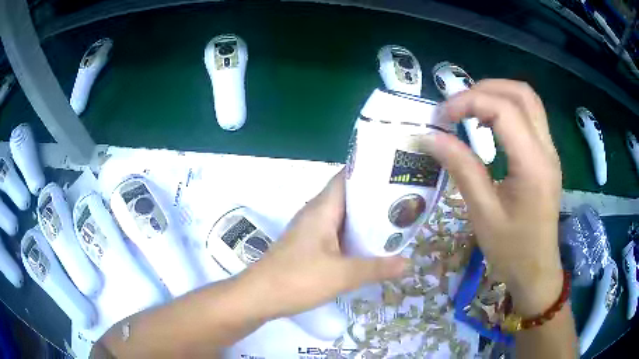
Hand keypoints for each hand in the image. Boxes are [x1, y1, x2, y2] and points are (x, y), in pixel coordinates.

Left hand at [240, 170, 406, 318]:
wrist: (259, 296)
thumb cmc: (298, 279)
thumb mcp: (343, 275)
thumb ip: (377, 268)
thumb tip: (408, 262)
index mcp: (322, 208)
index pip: (347, 177)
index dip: (371, 172)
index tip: (396, 175)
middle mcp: (316, 213)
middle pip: (349, 197)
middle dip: (375, 199)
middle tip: (404, 202)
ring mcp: (310, 230)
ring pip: (343, 217)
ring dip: (365, 220)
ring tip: (394, 222)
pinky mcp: (308, 246)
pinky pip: (336, 234)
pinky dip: (354, 236)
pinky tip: (370, 247)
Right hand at [423, 79, 562, 315]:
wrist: (537, 270)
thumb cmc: (511, 250)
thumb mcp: (483, 213)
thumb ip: (461, 168)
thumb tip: (431, 136)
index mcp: (533, 165)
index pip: (504, 109)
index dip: (469, 102)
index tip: (442, 116)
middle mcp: (547, 149)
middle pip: (521, 94)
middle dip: (485, 89)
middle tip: (457, 107)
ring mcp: (550, 151)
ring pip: (528, 100)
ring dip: (497, 95)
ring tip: (470, 111)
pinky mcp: (547, 156)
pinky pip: (530, 117)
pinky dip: (506, 109)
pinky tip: (489, 125)